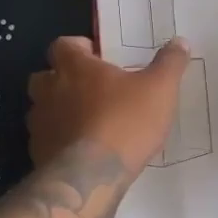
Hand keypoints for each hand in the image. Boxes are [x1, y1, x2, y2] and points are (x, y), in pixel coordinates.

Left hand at [28, 35, 191, 172]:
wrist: (91, 176)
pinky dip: (59, 141)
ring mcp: (40, 124)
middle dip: (61, 80)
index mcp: (75, 68)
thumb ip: (169, 63)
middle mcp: (50, 91)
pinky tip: (81, 151)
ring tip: (86, 122)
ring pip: (42, 110)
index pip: (62, 45)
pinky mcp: (38, 154)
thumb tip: (180, 41)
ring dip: (58, 112)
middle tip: (89, 89)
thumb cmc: (125, 122)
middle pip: (44, 77)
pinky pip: (46, 140)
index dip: (77, 48)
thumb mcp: (159, 89)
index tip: (96, 56)